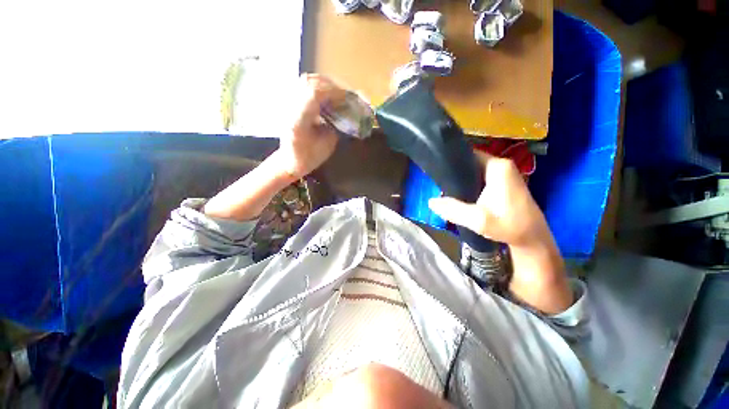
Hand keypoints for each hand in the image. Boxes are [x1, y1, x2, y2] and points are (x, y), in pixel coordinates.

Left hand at [278, 73, 346, 178]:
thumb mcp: (327, 145)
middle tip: (345, 95)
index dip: (334, 92)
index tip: (348, 98)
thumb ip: (335, 126)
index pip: (315, 94)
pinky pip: (304, 86)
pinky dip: (318, 86)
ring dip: (325, 84)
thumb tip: (344, 111)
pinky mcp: (289, 102)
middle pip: (310, 82)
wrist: (289, 161)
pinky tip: (327, 95)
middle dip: (331, 86)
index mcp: (299, 121)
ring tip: (338, 93)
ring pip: (306, 80)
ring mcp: (287, 103)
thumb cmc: (309, 158)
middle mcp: (290, 108)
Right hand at [428, 150, 572, 313]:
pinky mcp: (502, 182)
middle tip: (438, 184)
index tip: (436, 171)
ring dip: (460, 179)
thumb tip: (430, 202)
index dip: (451, 161)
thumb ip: (453, 209)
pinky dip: (468, 184)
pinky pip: (479, 177)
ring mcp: (503, 173)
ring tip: (444, 188)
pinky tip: (458, 194)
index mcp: (497, 166)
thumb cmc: (509, 227)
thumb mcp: (478, 220)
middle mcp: (501, 165)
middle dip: (454, 172)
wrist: (532, 239)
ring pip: (473, 170)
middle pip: (470, 162)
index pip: (468, 154)